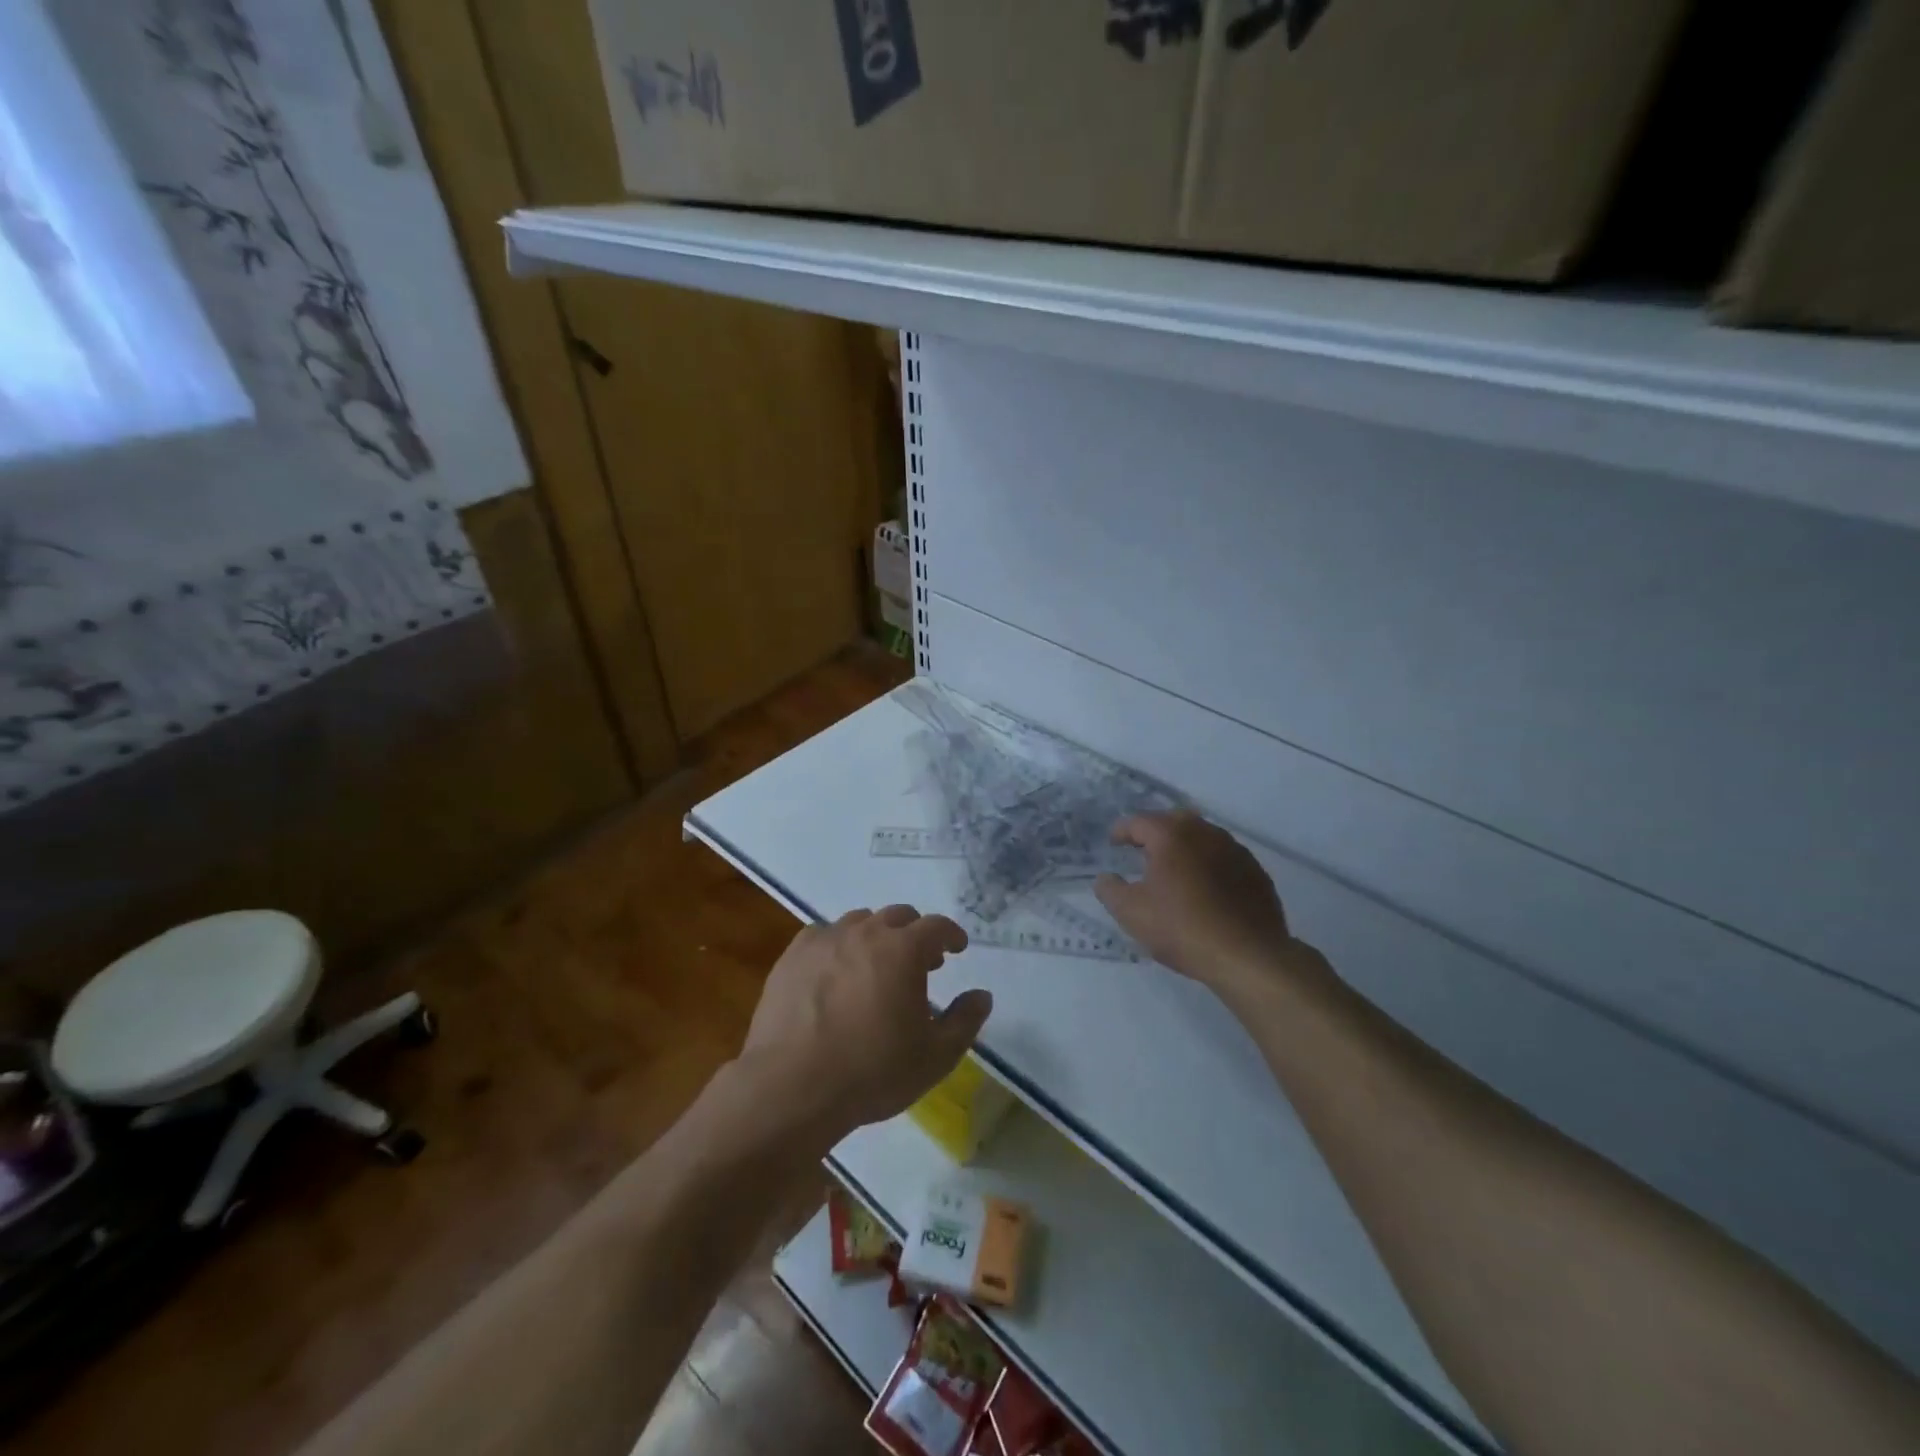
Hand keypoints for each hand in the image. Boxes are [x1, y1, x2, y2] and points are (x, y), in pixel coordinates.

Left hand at [738, 906, 991, 1144]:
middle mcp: (865, 933)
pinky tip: (834, 972)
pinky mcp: (792, 956)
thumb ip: (964, 1021)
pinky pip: (823, 936)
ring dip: (876, 936)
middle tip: (920, 962)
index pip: (937, 926)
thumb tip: (982, 995)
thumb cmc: (872, 1072)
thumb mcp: (935, 1056)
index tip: (957, 948)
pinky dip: (837, 946)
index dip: (951, 935)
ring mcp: (825, 940)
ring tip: (876, 966)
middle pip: (898, 916)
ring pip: (859, 922)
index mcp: (904, 950)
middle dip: (914, 933)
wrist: (792, 1087)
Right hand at [1095, 810, 1307, 992]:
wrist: (1249, 956)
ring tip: (1174, 869)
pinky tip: (1205, 888)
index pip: (1139, 821)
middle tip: (1142, 850)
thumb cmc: (1182, 928)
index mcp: (1172, 836)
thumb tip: (1105, 877)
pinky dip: (1209, 864)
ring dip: (1185, 846)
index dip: (1122, 831)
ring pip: (1202, 837)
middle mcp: (1205, 833)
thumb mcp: (1131, 913)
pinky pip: (1224, 857)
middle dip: (1155, 832)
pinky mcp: (1255, 872)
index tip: (1113, 843)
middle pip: (1174, 821)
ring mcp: (1235, 850)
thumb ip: (1110, 889)